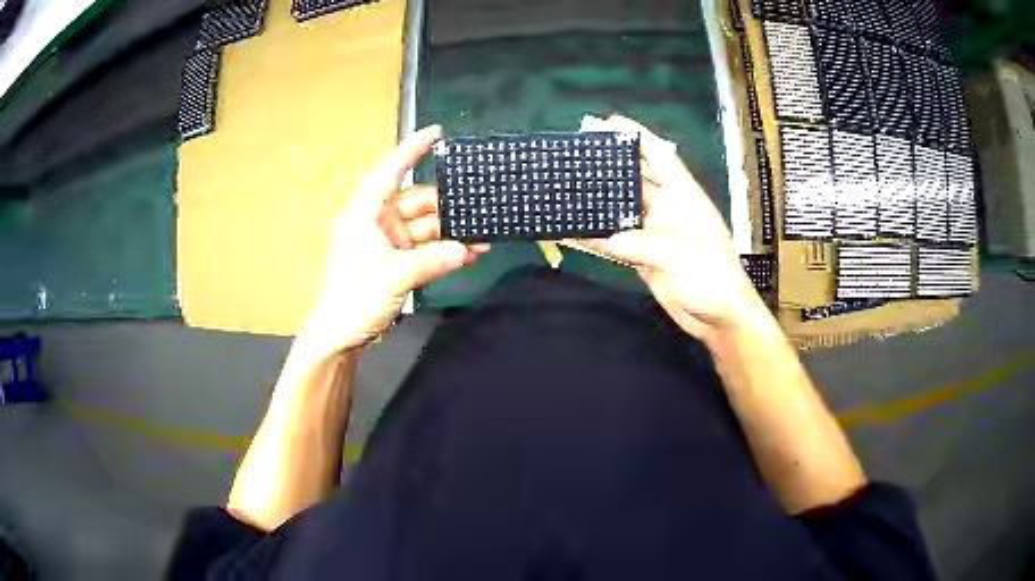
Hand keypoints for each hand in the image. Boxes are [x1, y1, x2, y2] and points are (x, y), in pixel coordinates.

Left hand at [300, 125, 487, 354]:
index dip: (412, 150)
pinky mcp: (395, 260)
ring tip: (482, 239)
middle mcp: (377, 221)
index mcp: (365, 212)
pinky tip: (468, 254)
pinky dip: (443, 251)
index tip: (436, 132)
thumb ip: (433, 259)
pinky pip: (425, 249)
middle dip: (448, 208)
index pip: (390, 172)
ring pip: (425, 228)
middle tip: (480, 208)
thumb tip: (466, 249)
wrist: (340, 335)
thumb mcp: (396, 275)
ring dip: (451, 234)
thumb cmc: (356, 297)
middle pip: (417, 203)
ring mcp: (387, 241)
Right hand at [581, 116, 769, 342]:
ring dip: (600, 200)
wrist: (720, 319)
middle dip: (610, 166)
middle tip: (577, 155)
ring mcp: (654, 234)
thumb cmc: (714, 279)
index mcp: (684, 197)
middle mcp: (667, 210)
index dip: (637, 136)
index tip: (609, 123)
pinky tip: (574, 230)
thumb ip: (644, 244)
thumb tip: (609, 238)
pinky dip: (597, 237)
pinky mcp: (644, 256)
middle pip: (635, 179)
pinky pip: (616, 241)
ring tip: (569, 187)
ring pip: (622, 209)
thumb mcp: (683, 256)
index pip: (660, 156)